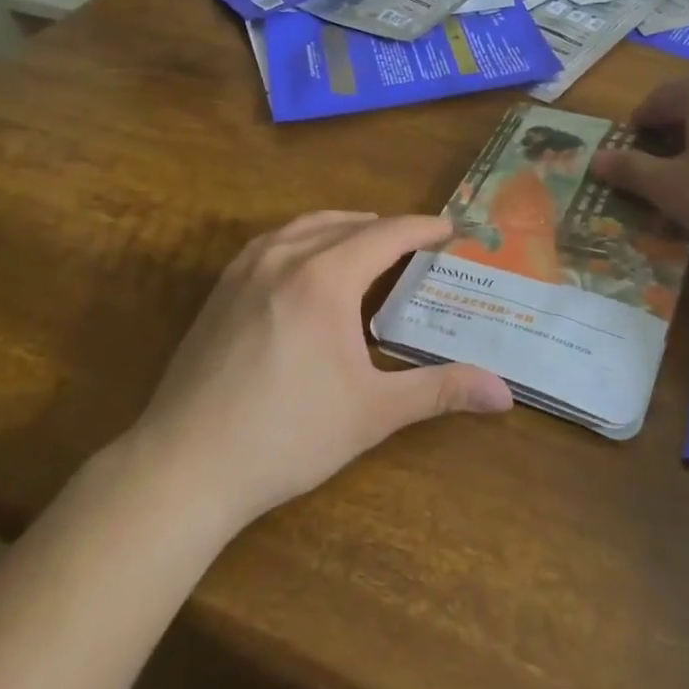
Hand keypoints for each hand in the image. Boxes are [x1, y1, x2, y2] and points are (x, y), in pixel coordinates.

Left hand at [127, 212, 512, 529]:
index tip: (452, 229)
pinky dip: (305, 237)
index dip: (423, 228)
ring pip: (306, 225)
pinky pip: (274, 241)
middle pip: (348, 223)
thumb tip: (505, 394)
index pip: (387, 234)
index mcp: (325, 278)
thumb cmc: (287, 436)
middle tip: (419, 245)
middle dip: (388, 228)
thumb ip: (439, 391)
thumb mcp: (372, 413)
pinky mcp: (221, 287)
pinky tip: (309, 263)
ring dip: (345, 227)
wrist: (184, 465)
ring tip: (369, 244)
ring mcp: (246, 268)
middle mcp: (285, 257)